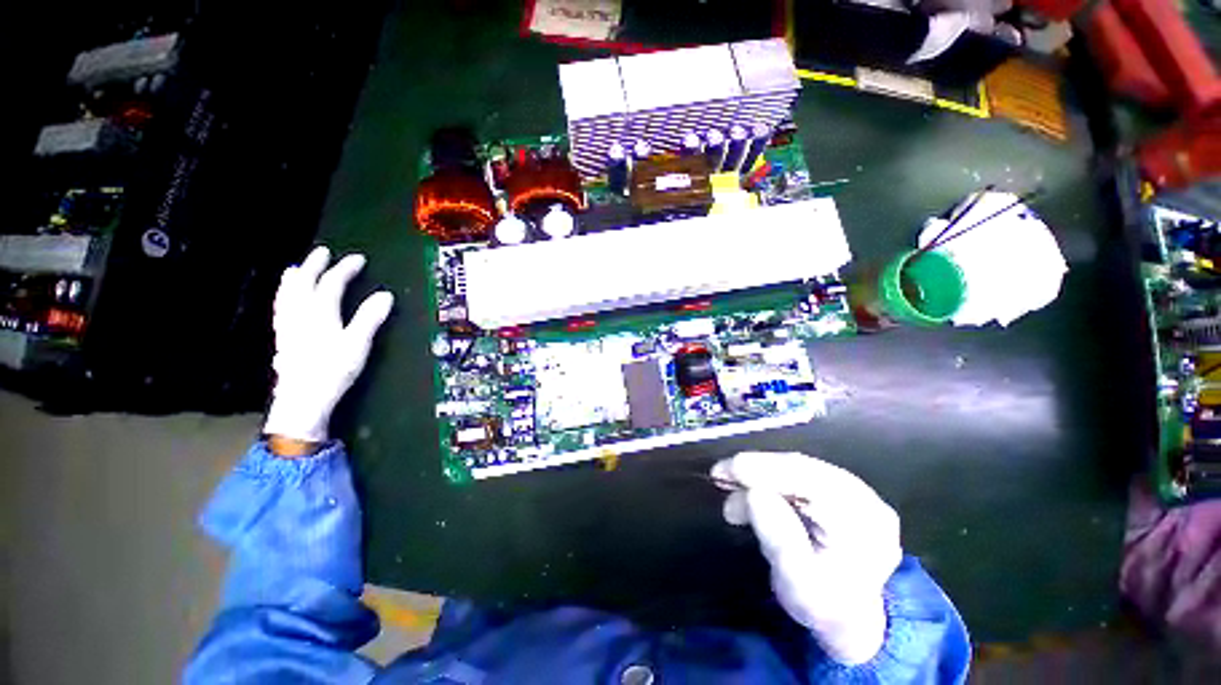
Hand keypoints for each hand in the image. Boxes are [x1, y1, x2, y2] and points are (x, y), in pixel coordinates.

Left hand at [263, 246, 393, 443]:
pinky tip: (284, 300)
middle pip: (304, 282)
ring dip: (294, 278)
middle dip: (314, 265)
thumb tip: (385, 295)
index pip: (332, 283)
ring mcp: (288, 325)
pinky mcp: (283, 337)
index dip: (345, 269)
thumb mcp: (358, 343)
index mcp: (320, 313)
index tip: (358, 259)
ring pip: (287, 294)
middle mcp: (300, 314)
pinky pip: (281, 308)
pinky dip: (283, 297)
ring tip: (296, 268)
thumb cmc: (333, 370)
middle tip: (322, 252)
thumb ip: (370, 317)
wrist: (303, 398)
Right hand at [711, 452, 901, 664]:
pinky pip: (797, 475)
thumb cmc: (824, 607)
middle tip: (719, 477)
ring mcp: (854, 491)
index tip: (724, 471)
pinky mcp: (838, 489)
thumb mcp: (799, 585)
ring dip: (758, 477)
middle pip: (801, 469)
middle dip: (755, 470)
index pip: (809, 482)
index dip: (763, 469)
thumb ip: (779, 539)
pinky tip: (749, 495)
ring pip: (795, 468)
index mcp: (863, 523)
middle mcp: (864, 498)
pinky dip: (768, 481)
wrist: (851, 620)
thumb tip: (754, 492)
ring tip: (731, 497)